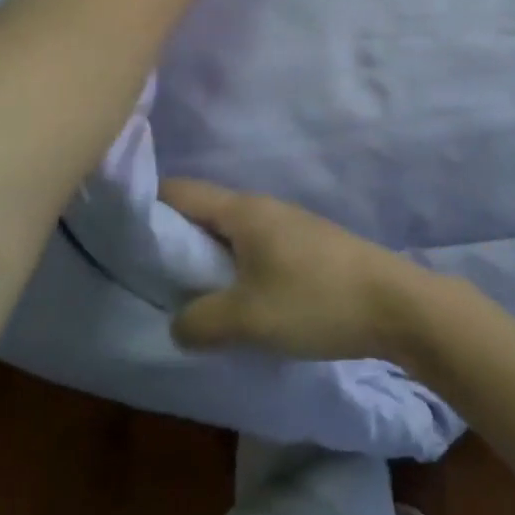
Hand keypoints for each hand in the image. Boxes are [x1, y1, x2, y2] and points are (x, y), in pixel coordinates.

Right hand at [160, 178, 438, 363]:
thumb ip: (199, 320)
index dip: (147, 208)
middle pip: (205, 214)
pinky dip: (236, 272)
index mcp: (243, 211)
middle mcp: (264, 208)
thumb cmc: (315, 301)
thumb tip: (178, 322)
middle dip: (174, 243)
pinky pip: (256, 252)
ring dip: (208, 263)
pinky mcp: (307, 248)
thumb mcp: (247, 318)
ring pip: (232, 236)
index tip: (120, 237)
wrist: (394, 304)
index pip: (181, 192)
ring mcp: (289, 226)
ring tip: (186, 300)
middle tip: (147, 281)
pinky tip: (234, 305)